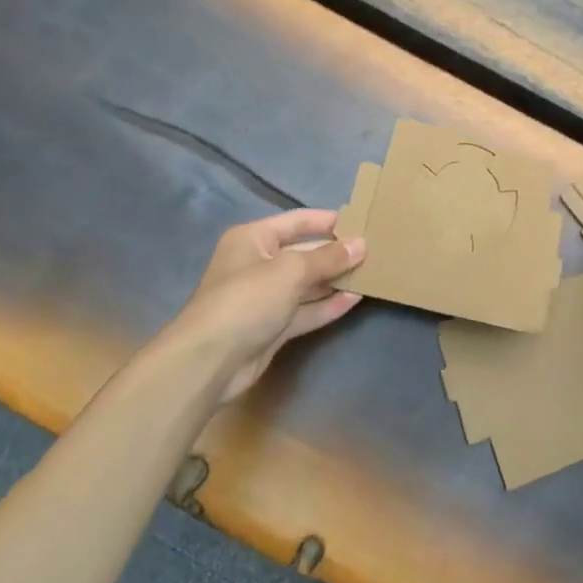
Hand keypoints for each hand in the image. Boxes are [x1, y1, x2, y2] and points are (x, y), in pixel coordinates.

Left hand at [160, 209, 365, 401]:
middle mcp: (258, 264)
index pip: (297, 221)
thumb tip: (361, 244)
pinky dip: (327, 305)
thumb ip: (328, 257)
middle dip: (336, 253)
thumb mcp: (291, 270)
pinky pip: (305, 310)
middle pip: (304, 253)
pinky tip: (355, 299)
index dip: (328, 221)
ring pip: (307, 284)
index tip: (362, 221)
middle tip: (374, 251)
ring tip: (372, 273)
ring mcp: (265, 298)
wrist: (209, 362)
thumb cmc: (246, 300)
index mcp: (253, 239)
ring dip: (335, 280)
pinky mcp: (272, 327)